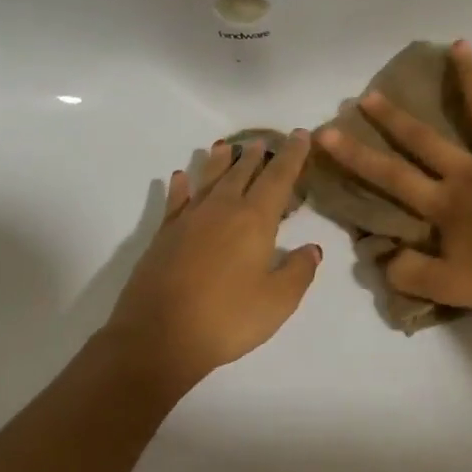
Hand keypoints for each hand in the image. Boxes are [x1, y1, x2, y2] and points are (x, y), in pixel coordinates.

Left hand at [103, 132, 321, 394]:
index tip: (300, 135)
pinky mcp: (163, 236)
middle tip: (263, 141)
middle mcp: (221, 210)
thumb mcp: (278, 302)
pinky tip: (179, 177)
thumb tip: (312, 248)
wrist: (159, 336)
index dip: (292, 156)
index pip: (278, 178)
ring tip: (225, 146)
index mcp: (254, 220)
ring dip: (219, 162)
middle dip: (256, 156)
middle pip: (242, 173)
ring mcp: (188, 220)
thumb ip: (298, 271)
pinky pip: (175, 201)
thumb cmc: (227, 318)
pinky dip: (180, 186)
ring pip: (208, 180)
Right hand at [315, 40, 471, 312]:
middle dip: (393, 117)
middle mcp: (469, 171)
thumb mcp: (452, 289)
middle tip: (370, 94)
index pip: (390, 177)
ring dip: (471, 76)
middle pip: (424, 138)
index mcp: (445, 203)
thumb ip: (412, 275)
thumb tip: (383, 261)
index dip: (355, 155)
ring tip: (460, 46)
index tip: (327, 132)